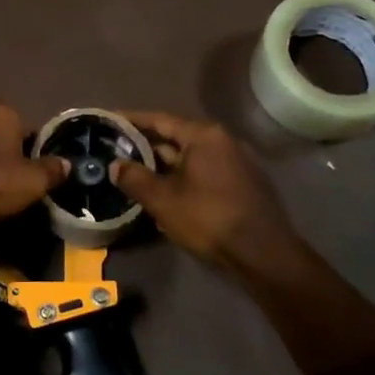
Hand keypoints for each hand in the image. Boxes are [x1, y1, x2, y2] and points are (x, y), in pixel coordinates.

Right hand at [111, 111, 302, 275]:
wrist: (263, 254)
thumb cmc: (209, 218)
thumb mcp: (163, 200)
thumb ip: (135, 178)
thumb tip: (115, 165)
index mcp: (203, 135)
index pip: (160, 119)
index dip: (132, 120)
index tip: (110, 120)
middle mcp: (222, 141)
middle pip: (176, 137)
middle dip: (147, 146)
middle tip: (118, 151)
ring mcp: (236, 162)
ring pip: (190, 158)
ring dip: (165, 166)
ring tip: (136, 174)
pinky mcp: (242, 183)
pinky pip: (204, 172)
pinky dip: (183, 178)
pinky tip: (166, 194)